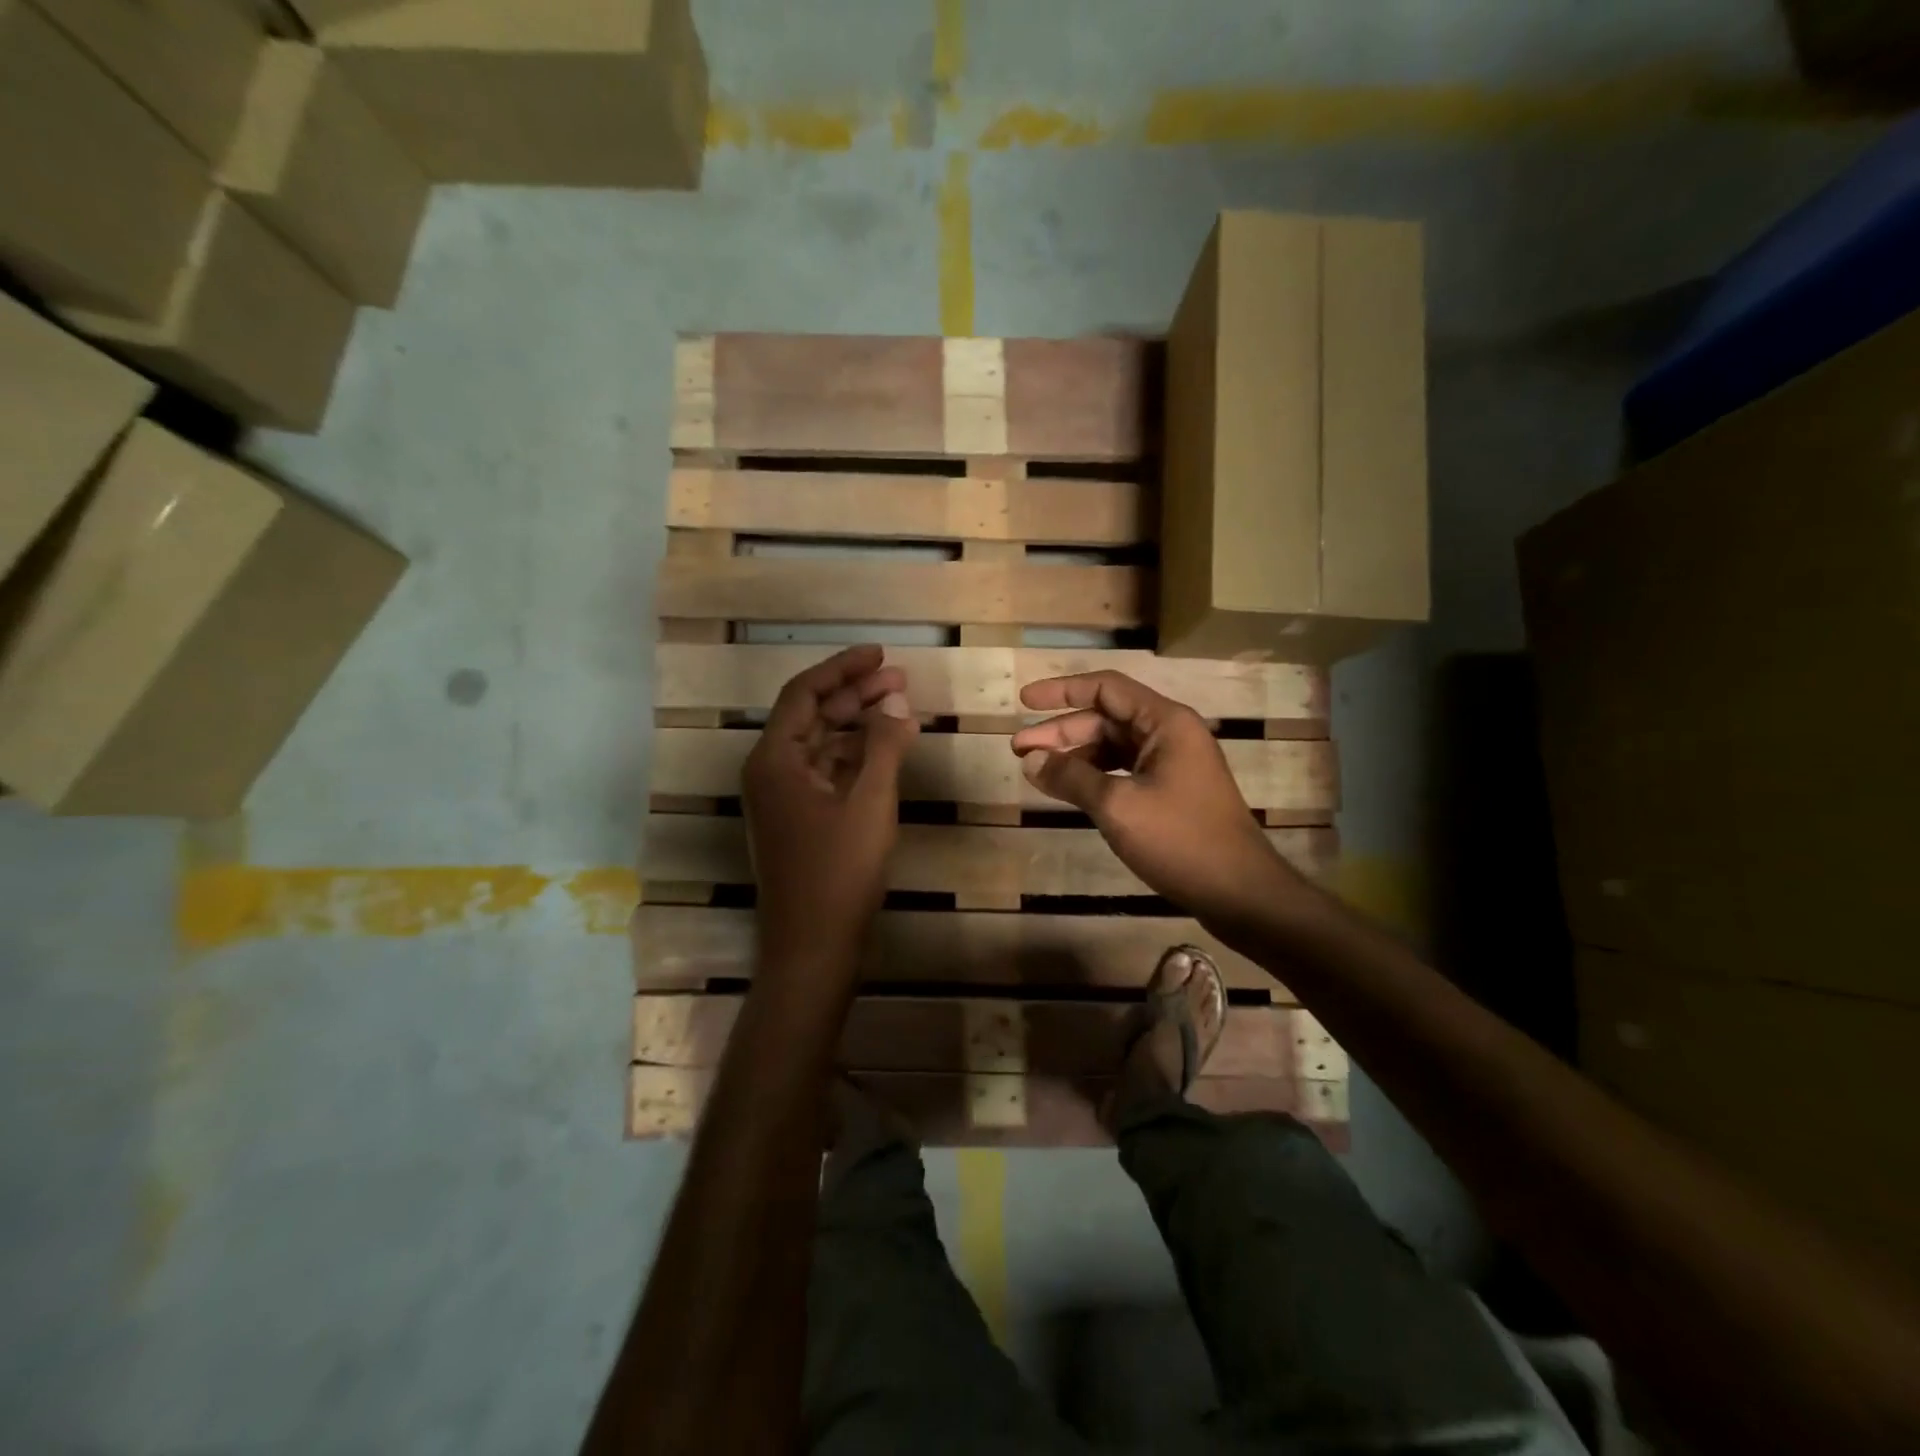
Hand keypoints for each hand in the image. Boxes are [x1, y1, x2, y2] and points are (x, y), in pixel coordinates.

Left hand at [743, 645, 918, 984]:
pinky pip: (826, 772)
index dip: (842, 668)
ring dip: (858, 724)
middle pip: (812, 715)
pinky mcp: (799, 819)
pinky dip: (856, 757)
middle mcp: (771, 771)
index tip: (879, 654)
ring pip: (821, 744)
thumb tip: (895, 705)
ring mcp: (783, 798)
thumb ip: (883, 747)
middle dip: (855, 693)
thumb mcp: (869, 803)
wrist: (813, 947)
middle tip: (899, 678)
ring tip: (901, 707)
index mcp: (774, 760)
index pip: (804, 693)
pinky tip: (887, 750)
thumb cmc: (839, 872)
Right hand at [1009, 671, 1301, 938]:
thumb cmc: (1180, 840)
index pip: (1105, 688)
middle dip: (1060, 731)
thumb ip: (1071, 777)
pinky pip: (1123, 771)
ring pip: (1113, 747)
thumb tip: (1030, 760)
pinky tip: (1069, 790)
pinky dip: (1093, 776)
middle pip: (1106, 718)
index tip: (1024, 702)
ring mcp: (1172, 764)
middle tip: (1018, 749)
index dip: (1061, 690)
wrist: (1239, 892)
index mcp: (1165, 722)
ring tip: (1035, 772)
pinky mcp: (1171, 792)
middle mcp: (1170, 734)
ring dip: (1074, 755)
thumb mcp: (1117, 806)